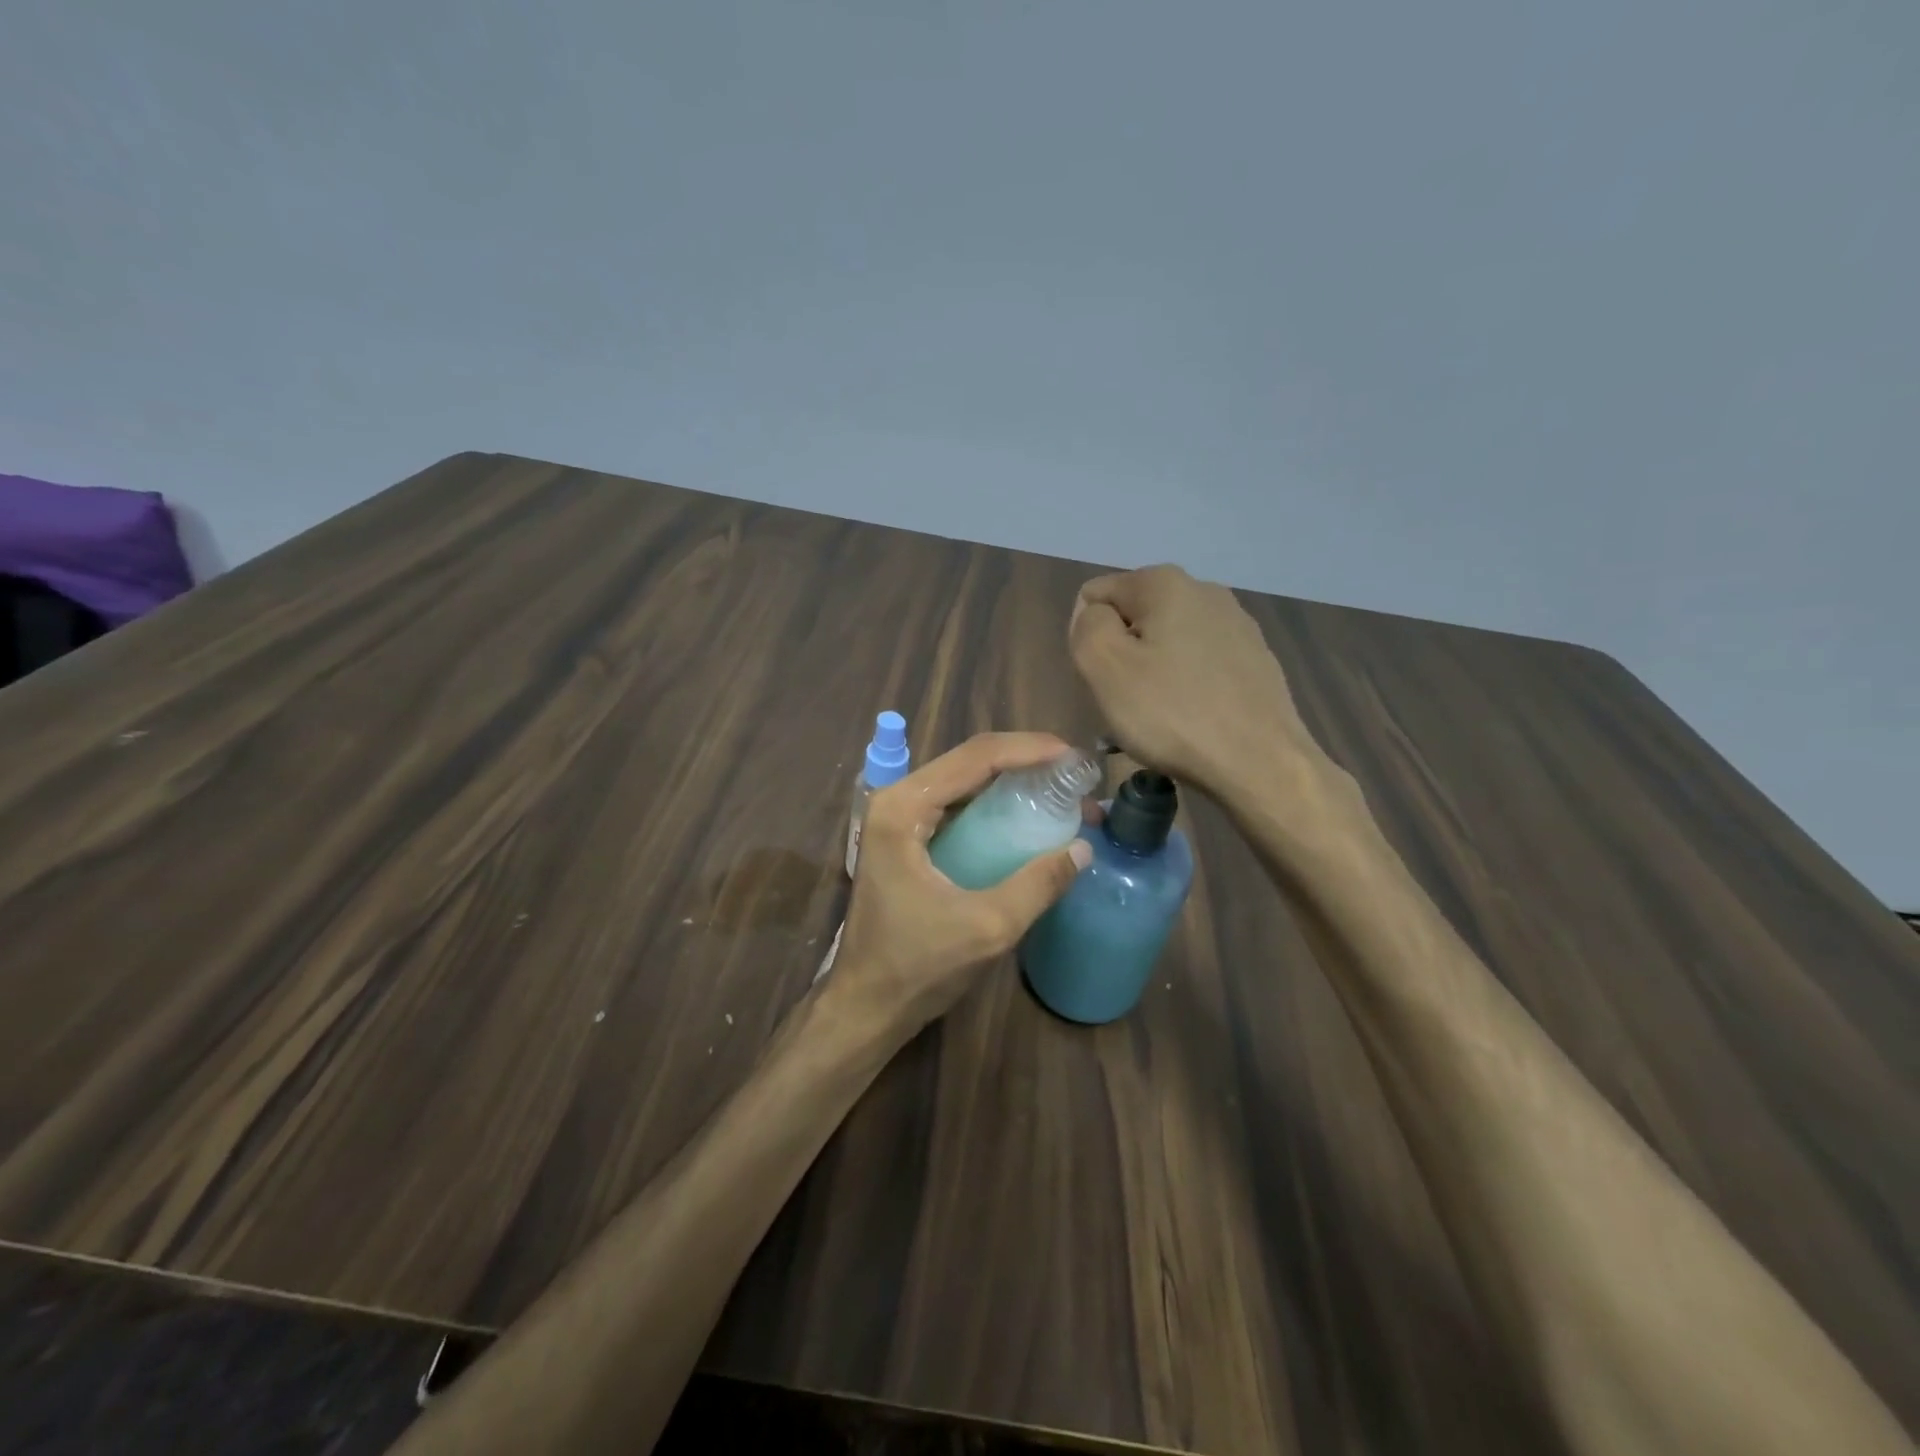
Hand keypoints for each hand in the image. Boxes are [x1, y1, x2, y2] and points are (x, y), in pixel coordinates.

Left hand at [830, 732, 1092, 1038]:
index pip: (975, 758)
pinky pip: (955, 804)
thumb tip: (1083, 849)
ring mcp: (896, 818)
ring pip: (962, 779)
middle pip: (968, 761)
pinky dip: (993, 802)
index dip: (1030, 750)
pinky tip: (1026, 813)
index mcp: (903, 809)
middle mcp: (895, 800)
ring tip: (1060, 789)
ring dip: (1011, 780)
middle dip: (1025, 762)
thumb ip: (1037, 885)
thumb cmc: (917, 967)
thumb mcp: (987, 928)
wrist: (865, 1006)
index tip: (1074, 756)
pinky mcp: (903, 838)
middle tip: (1074, 775)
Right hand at [1069, 564, 1329, 795]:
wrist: (1262, 764)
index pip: (1094, 596)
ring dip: (1152, 675)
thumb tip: (1094, 614)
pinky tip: (1192, 722)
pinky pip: (1199, 666)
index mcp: (1164, 583)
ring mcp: (1236, 625)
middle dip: (1121, 657)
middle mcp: (1204, 590)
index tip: (1105, 679)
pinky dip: (1185, 688)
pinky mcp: (1256, 660)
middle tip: (1128, 703)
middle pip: (1133, 619)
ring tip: (1160, 719)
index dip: (1088, 640)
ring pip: (1166, 644)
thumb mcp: (1105, 667)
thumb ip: (1087, 626)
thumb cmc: (1173, 714)